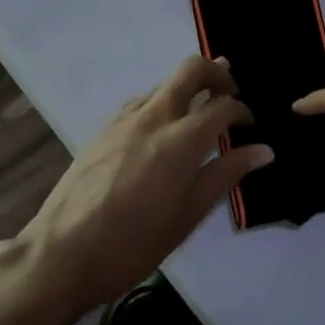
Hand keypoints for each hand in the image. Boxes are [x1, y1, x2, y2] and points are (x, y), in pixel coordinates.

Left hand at [15, 56, 271, 318]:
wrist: (61, 255)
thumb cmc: (133, 243)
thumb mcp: (188, 215)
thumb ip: (226, 175)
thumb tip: (264, 150)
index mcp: (181, 139)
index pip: (223, 106)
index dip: (242, 111)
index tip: (250, 125)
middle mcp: (155, 116)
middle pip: (191, 69)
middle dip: (216, 72)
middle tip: (230, 91)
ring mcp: (125, 119)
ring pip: (164, 82)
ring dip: (188, 85)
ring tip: (201, 107)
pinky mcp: (104, 128)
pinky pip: (142, 100)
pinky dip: (162, 101)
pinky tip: (163, 127)